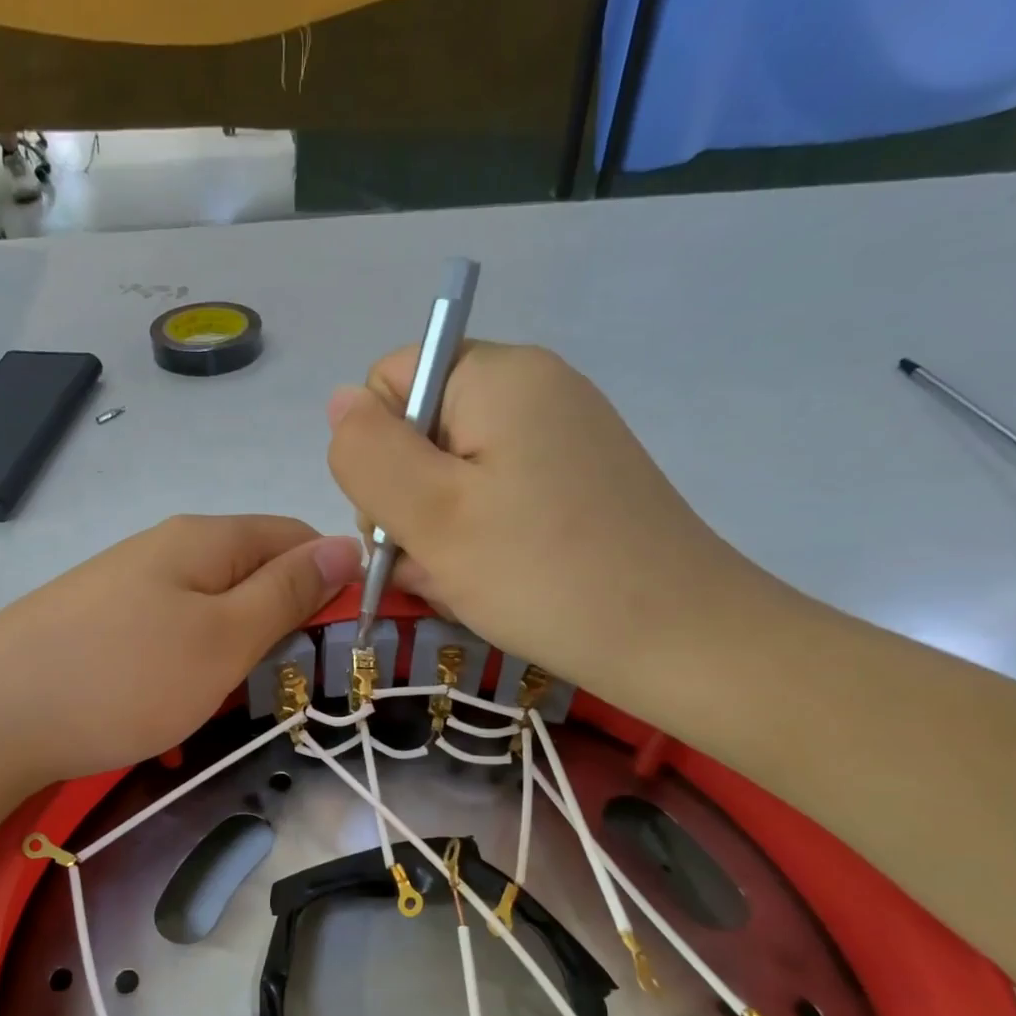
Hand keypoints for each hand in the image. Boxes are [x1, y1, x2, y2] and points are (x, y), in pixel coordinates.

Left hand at [0, 515, 361, 787]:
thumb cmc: (123, 678)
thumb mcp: (223, 637)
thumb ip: (287, 592)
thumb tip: (346, 545)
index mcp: (205, 539)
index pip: (295, 536)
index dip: (331, 581)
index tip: (344, 642)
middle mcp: (164, 549)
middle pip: (251, 574)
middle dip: (280, 626)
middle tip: (285, 687)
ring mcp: (125, 586)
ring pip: (210, 612)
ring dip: (233, 657)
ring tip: (228, 706)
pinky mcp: (97, 625)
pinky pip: (167, 638)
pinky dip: (186, 672)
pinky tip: (174, 711)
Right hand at [326, 340, 778, 706]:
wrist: (676, 639)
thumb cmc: (542, 573)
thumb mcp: (431, 514)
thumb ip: (368, 454)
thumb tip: (339, 403)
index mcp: (497, 375)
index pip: (389, 383)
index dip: (376, 451)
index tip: (401, 516)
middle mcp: (532, 392)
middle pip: (420, 434)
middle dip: (407, 504)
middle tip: (434, 564)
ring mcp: (558, 442)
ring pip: (452, 481)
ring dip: (438, 536)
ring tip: (465, 586)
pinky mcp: (574, 487)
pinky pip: (493, 505)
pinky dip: (477, 546)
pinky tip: (490, 587)